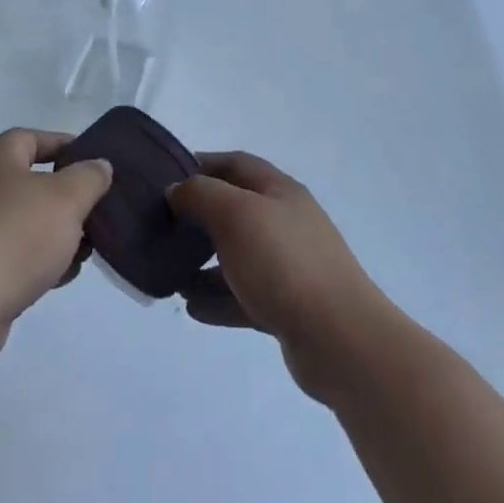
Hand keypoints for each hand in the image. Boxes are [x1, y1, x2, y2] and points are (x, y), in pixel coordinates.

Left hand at [0, 129, 112, 371]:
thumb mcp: (66, 198)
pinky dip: (40, 261)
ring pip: (25, 223)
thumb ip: (89, 177)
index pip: (27, 138)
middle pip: (29, 183)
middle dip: (64, 195)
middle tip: (93, 208)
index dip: (58, 142)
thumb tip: (99, 165)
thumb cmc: (17, 237)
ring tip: (86, 247)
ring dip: (56, 232)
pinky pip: (15, 256)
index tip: (89, 157)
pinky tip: (62, 276)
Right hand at [168, 152, 387, 399]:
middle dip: (199, 216)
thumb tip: (178, 189)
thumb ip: (201, 194)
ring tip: (171, 272)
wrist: (339, 338)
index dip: (202, 164)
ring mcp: (290, 266)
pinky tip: (191, 306)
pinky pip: (243, 295)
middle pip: (236, 209)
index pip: (236, 164)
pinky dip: (217, 298)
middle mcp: (286, 222)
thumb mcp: (235, 214)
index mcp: (279, 191)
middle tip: (163, 226)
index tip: (166, 176)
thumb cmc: (283, 262)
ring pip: (238, 255)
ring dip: (203, 261)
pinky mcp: (288, 307)